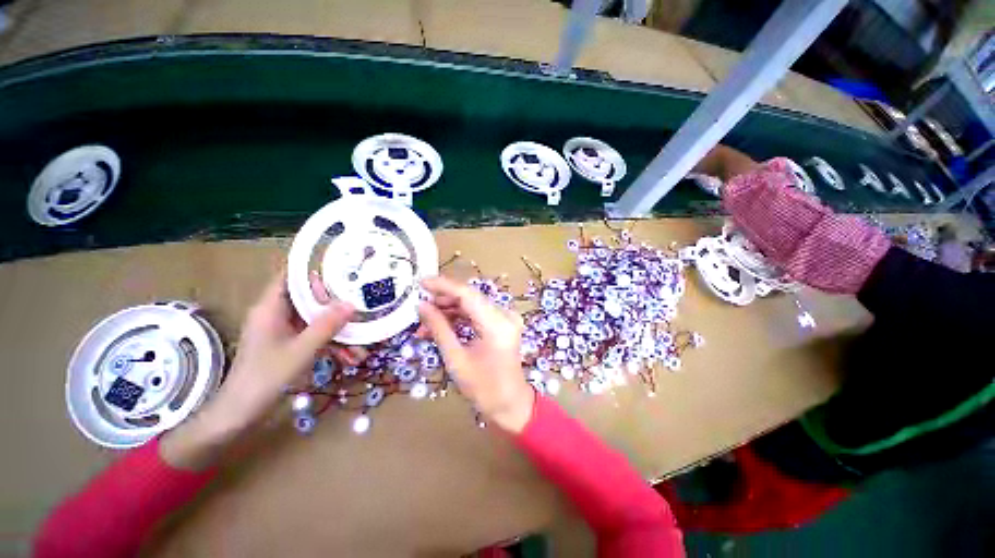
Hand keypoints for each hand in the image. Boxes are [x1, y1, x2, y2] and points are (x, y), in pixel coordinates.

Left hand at [161, 271, 353, 468]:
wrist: (240, 414)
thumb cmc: (265, 377)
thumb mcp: (301, 350)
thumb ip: (326, 325)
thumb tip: (351, 304)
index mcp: (270, 308)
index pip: (289, 277)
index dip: (313, 272)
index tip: (341, 274)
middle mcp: (275, 315)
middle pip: (308, 299)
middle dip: (335, 306)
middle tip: (360, 306)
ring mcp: (281, 331)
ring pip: (314, 321)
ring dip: (337, 330)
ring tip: (361, 343)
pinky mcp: (287, 345)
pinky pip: (312, 337)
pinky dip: (330, 344)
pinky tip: (349, 357)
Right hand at [417, 276, 534, 433]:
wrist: (510, 404)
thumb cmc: (483, 388)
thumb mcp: (456, 359)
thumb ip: (439, 328)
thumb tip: (422, 306)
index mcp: (497, 324)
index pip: (467, 294)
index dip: (443, 285)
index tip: (420, 282)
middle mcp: (505, 315)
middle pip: (470, 297)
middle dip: (443, 299)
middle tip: (420, 306)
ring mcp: (506, 318)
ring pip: (472, 304)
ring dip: (449, 310)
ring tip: (426, 322)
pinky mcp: (503, 323)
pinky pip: (478, 313)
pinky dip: (460, 317)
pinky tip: (441, 325)